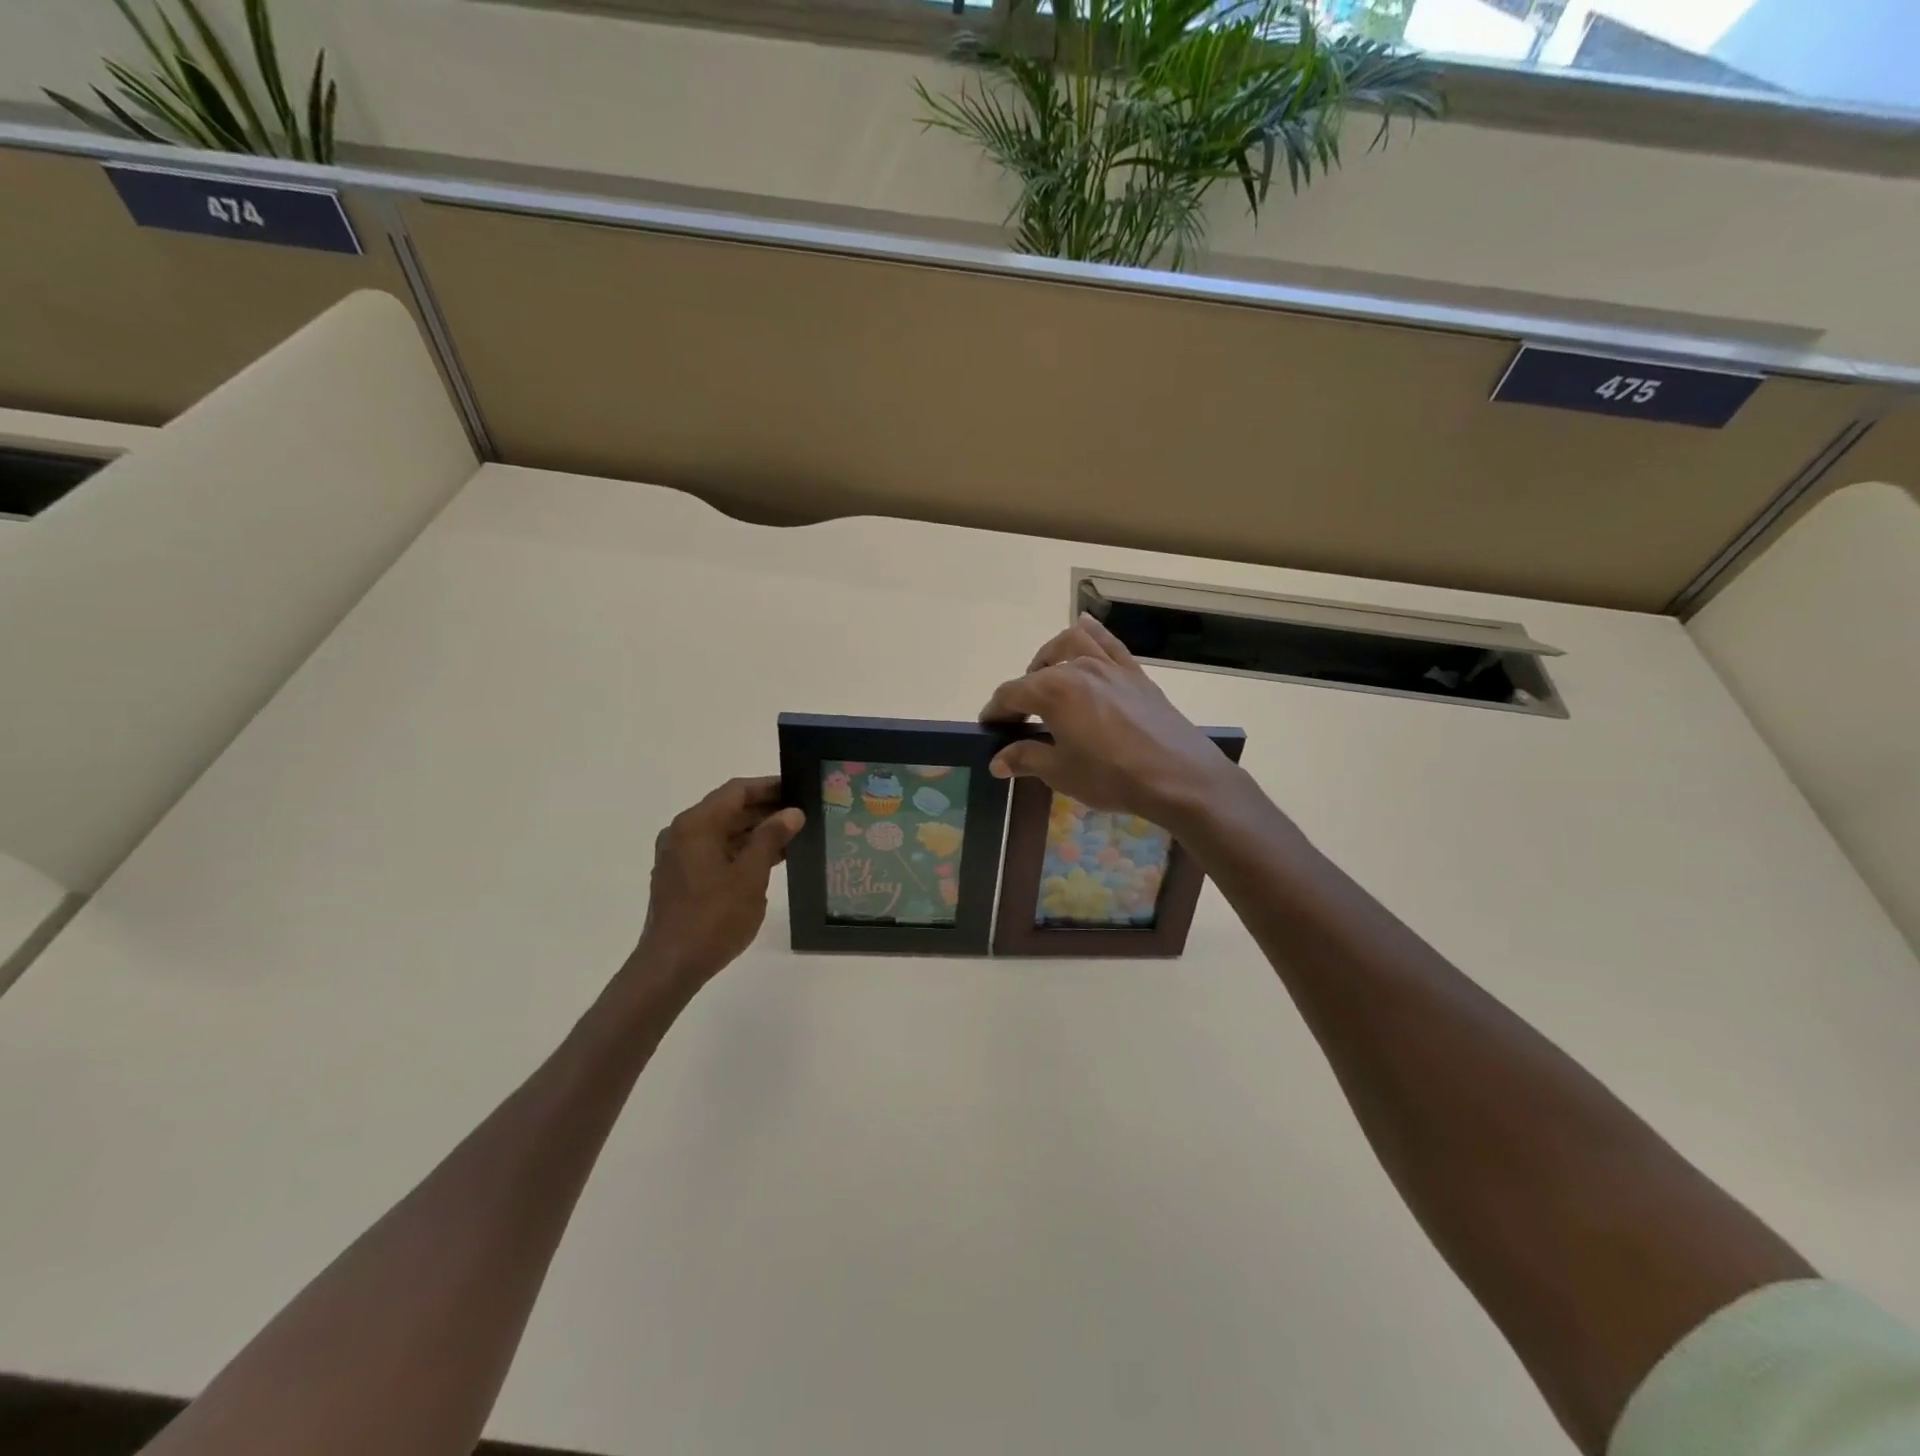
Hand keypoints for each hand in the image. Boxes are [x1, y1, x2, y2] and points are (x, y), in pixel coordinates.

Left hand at [631, 776, 803, 991]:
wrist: (671, 965)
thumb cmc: (714, 917)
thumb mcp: (751, 875)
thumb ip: (771, 838)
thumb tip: (792, 812)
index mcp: (697, 824)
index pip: (737, 791)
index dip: (769, 787)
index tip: (798, 788)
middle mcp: (682, 832)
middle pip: (727, 809)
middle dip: (764, 810)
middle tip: (801, 814)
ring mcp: (678, 856)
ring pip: (721, 831)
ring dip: (754, 832)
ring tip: (791, 838)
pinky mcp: (679, 877)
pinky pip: (713, 851)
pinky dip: (739, 850)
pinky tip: (767, 861)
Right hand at [979, 614, 1244, 832]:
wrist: (1179, 777)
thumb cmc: (1112, 776)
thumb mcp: (1061, 772)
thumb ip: (1026, 759)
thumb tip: (997, 760)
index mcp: (1053, 690)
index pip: (1011, 694)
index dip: (996, 711)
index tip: (989, 727)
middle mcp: (1078, 667)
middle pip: (1038, 670)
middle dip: (1022, 692)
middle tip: (1020, 719)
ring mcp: (1109, 666)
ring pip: (1071, 642)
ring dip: (1051, 657)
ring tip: (1047, 679)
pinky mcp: (1135, 673)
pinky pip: (1108, 642)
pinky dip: (1091, 633)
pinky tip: (1083, 629)